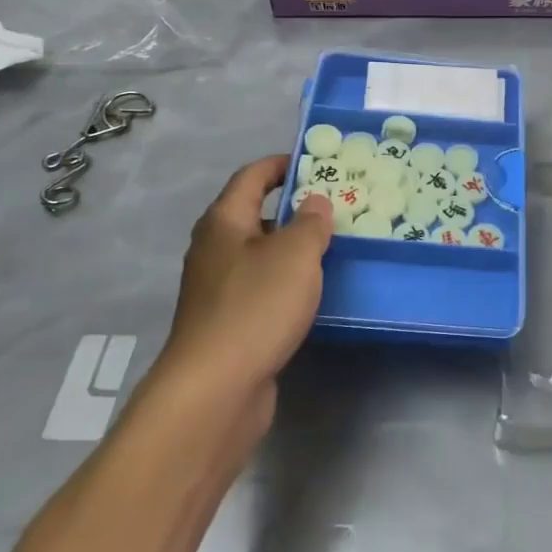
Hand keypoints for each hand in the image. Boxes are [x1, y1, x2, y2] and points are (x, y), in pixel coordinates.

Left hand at [160, 156, 333, 408]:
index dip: (282, 164)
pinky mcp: (227, 322)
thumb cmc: (256, 306)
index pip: (252, 177)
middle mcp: (215, 249)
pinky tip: (312, 292)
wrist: (215, 389)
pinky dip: (286, 281)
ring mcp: (218, 288)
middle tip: (337, 206)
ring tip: (333, 246)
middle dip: (294, 207)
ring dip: (293, 247)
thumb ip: (311, 222)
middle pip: (255, 214)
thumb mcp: (295, 254)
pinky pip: (261, 287)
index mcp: (224, 222)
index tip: (316, 161)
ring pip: (261, 253)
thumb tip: (315, 201)